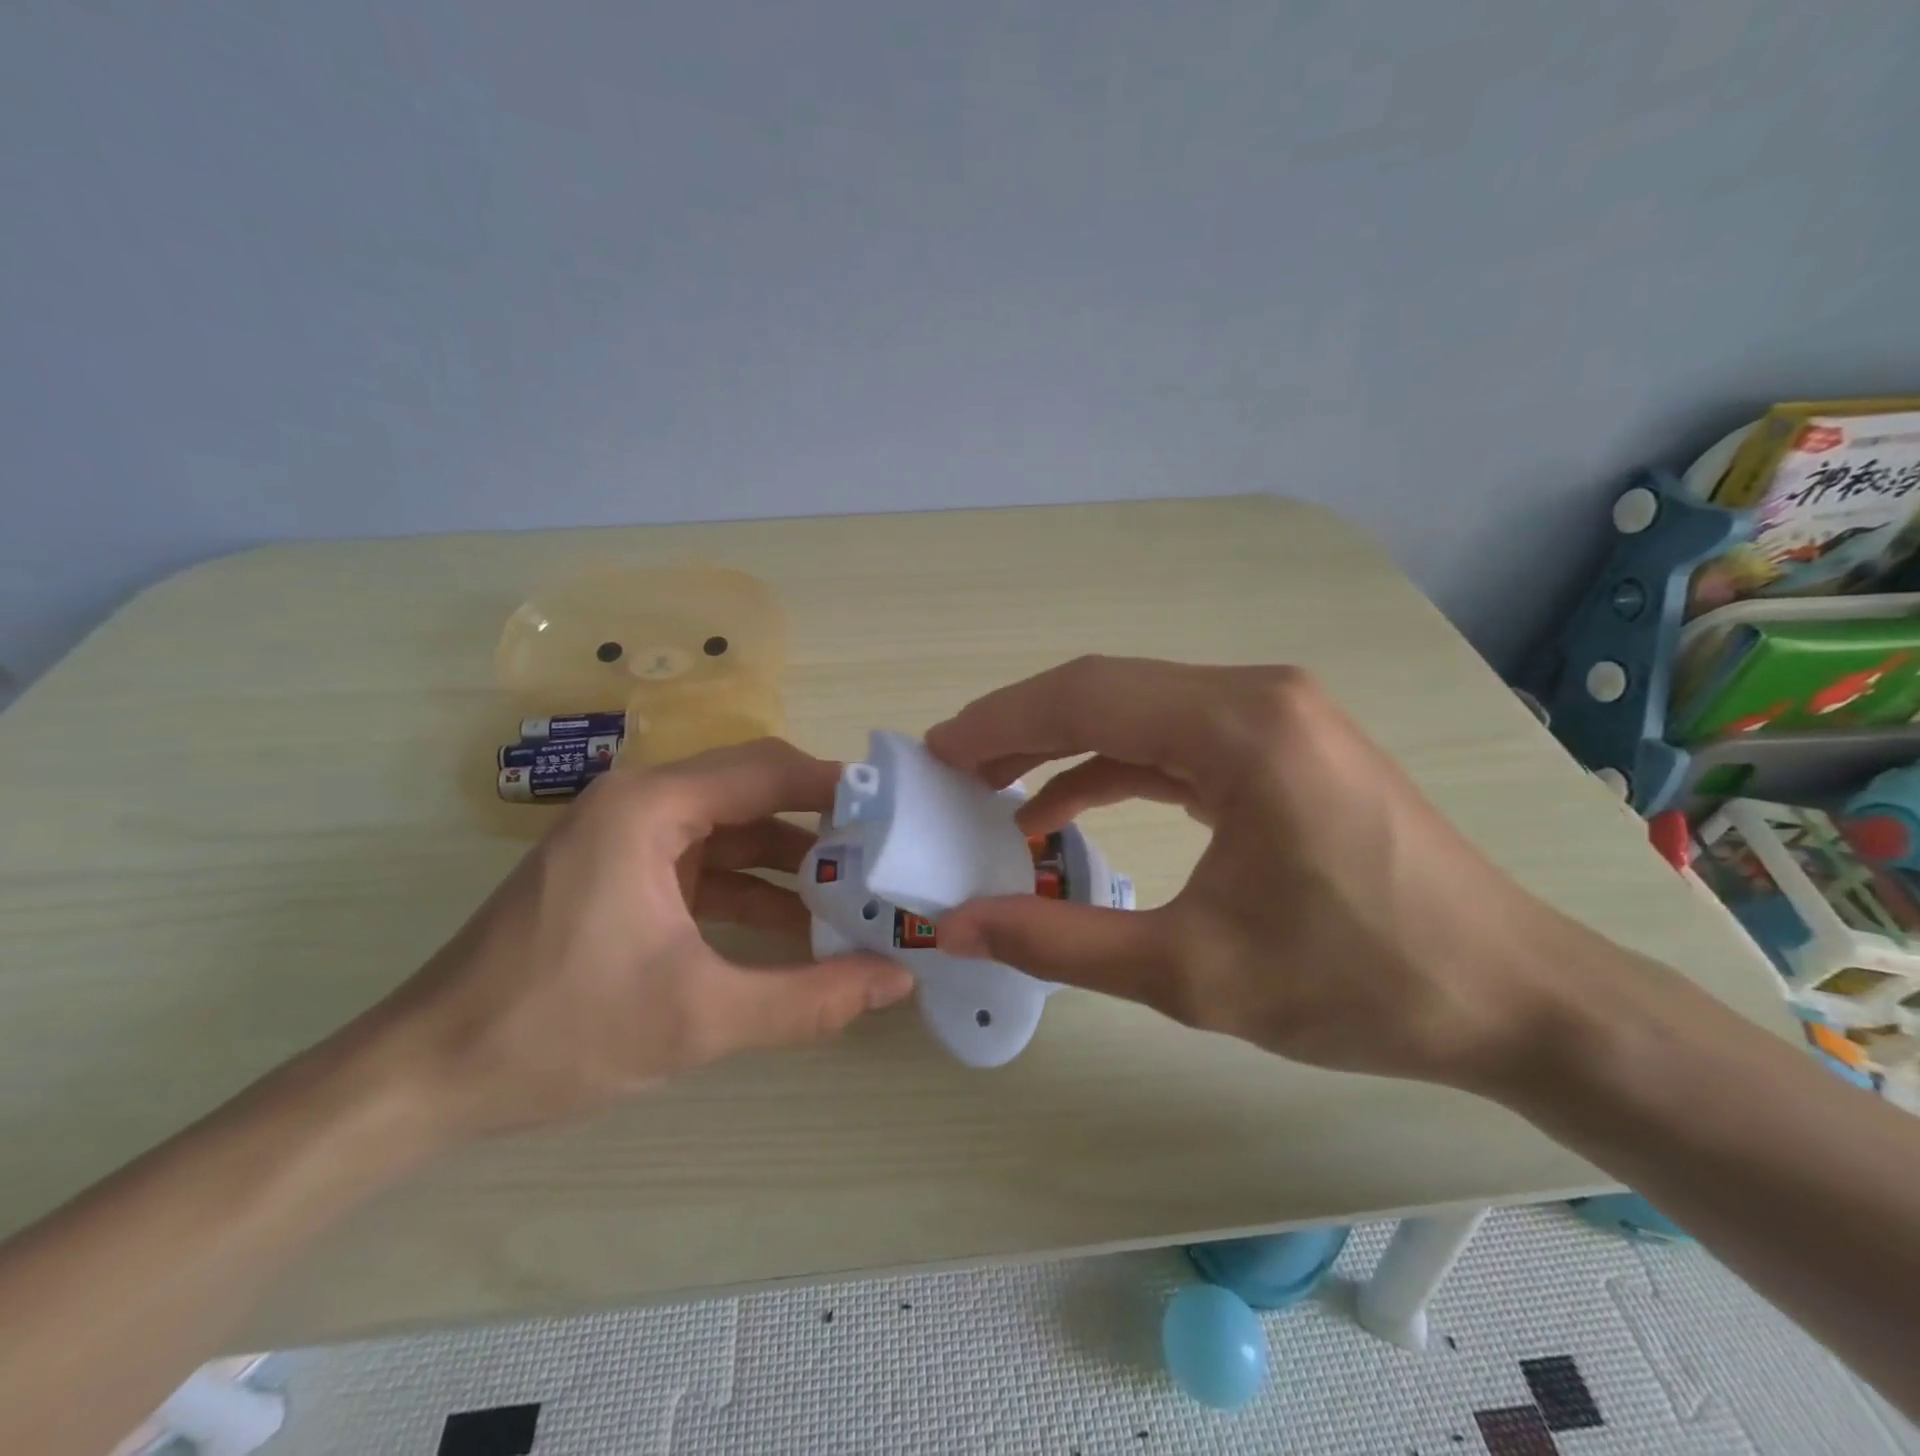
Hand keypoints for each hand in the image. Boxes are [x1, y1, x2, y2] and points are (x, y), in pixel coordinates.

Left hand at [371, 739, 914, 1139]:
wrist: (424, 1079)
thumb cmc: (558, 1030)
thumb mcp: (699, 1018)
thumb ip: (810, 999)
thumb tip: (898, 979)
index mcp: (650, 807)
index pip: (767, 769)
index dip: (837, 789)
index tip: (896, 817)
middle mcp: (639, 804)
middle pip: (753, 793)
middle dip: (821, 826)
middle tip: (884, 858)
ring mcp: (626, 840)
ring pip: (732, 832)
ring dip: (790, 863)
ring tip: (855, 895)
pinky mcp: (619, 876)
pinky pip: (704, 866)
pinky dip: (751, 890)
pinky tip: (797, 928)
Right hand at [927, 657, 1588, 1090]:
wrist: (1514, 997)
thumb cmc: (1358, 984)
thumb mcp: (1190, 974)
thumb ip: (1059, 943)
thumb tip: (957, 926)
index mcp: (1239, 727)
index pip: (1084, 698)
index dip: (998, 722)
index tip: (935, 753)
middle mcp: (1256, 696)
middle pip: (1106, 691)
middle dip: (1020, 728)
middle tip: (951, 771)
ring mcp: (1277, 716)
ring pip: (1137, 712)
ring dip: (1062, 746)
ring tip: (994, 789)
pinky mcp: (1284, 746)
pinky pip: (1175, 741)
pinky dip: (1114, 767)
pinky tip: (1068, 808)